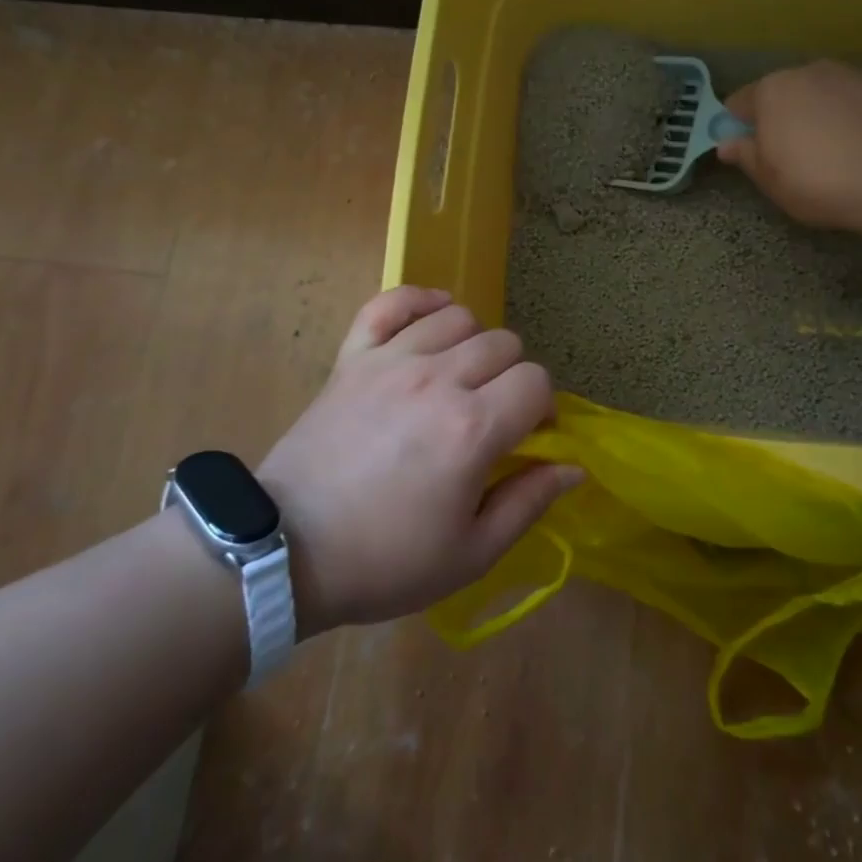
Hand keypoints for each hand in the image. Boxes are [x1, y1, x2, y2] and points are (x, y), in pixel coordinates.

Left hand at [258, 287, 581, 634]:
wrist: (287, 551)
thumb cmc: (386, 560)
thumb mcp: (471, 553)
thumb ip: (529, 502)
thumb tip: (574, 468)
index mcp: (472, 429)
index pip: (536, 381)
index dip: (543, 407)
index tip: (529, 435)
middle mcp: (438, 380)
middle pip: (503, 344)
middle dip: (512, 377)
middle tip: (493, 413)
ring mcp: (391, 360)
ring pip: (458, 317)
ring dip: (473, 343)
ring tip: (461, 377)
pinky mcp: (353, 356)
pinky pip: (391, 302)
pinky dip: (418, 301)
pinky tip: (430, 321)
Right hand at [717, 60, 861, 228]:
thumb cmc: (818, 180)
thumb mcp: (770, 179)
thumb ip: (746, 156)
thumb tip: (726, 143)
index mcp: (771, 91)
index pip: (739, 102)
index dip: (737, 127)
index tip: (745, 151)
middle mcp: (808, 71)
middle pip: (783, 93)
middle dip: (781, 117)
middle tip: (790, 155)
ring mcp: (851, 74)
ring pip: (822, 93)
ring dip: (819, 114)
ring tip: (832, 151)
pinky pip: (857, 101)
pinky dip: (853, 116)